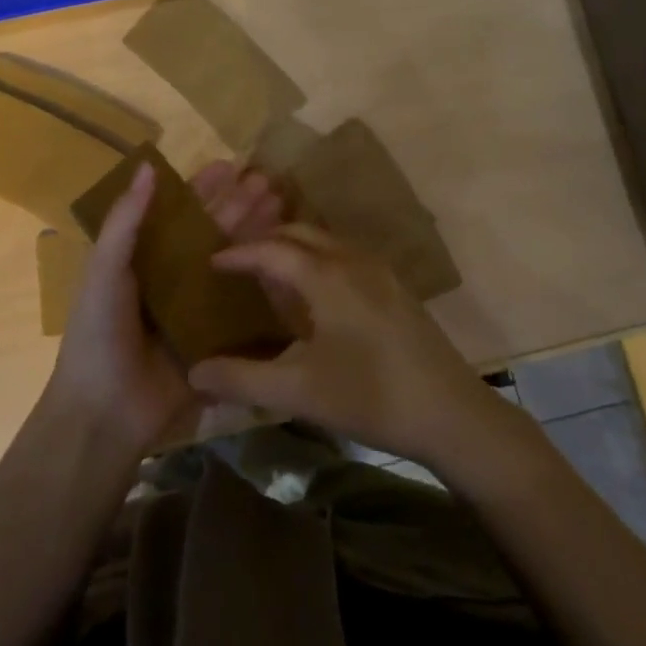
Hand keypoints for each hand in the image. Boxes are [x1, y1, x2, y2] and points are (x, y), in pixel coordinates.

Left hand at [46, 160, 283, 455]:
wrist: (105, 412)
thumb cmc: (99, 333)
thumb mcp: (105, 271)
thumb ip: (126, 220)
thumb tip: (147, 165)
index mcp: (143, 258)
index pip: (178, 214)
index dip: (203, 189)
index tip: (232, 166)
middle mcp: (173, 277)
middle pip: (211, 233)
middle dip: (238, 206)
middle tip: (270, 182)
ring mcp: (197, 308)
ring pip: (232, 262)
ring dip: (255, 234)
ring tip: (283, 206)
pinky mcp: (217, 338)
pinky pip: (242, 304)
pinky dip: (263, 281)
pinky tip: (287, 259)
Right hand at [187, 226, 509, 466]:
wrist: (452, 413)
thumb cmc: (371, 397)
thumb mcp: (300, 392)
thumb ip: (243, 379)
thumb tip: (193, 371)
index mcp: (328, 276)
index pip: (272, 249)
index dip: (238, 254)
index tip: (211, 262)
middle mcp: (354, 261)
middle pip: (301, 233)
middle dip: (265, 241)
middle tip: (236, 263)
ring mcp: (381, 272)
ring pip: (327, 242)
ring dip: (294, 249)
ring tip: (269, 275)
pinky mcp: (396, 289)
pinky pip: (346, 257)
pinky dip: (318, 261)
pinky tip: (313, 296)